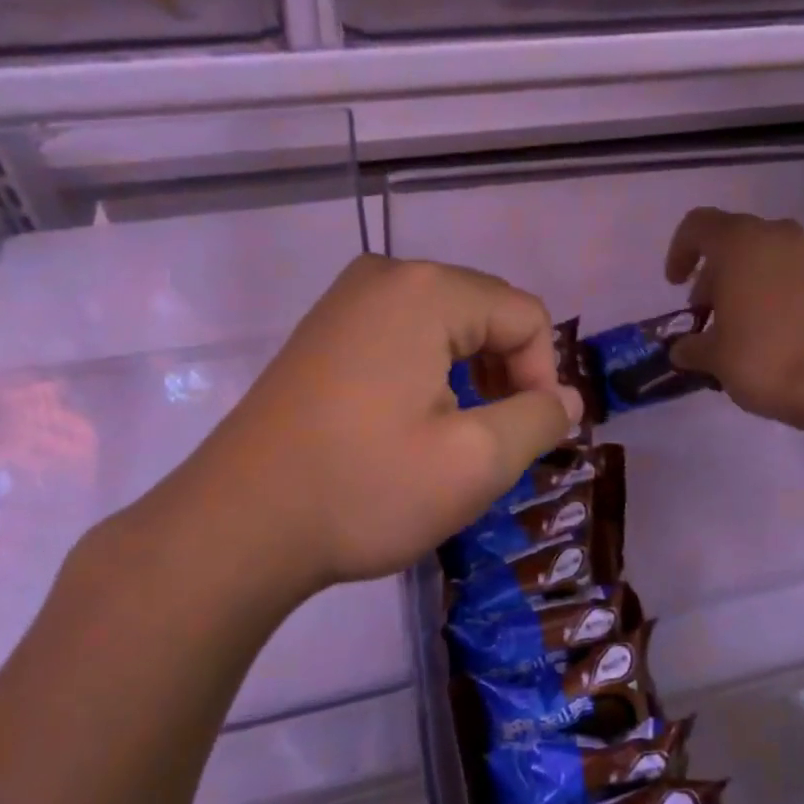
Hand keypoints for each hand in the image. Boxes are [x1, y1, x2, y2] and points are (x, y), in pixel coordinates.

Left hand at [92, 256, 579, 629]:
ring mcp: (346, 301)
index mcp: (427, 290)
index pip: (527, 316)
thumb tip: (567, 400)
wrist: (236, 527)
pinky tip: (413, 426)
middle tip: (493, 443)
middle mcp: (386, 276)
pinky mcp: (324, 332)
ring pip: (448, 327)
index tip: (525, 440)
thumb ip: (539, 420)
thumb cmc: (364, 489)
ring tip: (457, 439)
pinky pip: (405, 337)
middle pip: (488, 313)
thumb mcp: (476, 462)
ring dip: (470, 379)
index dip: (543, 378)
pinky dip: (429, 376)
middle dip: (506, 376)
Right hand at [664, 207, 803, 428]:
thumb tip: (683, 349)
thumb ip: (692, 347)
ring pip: (760, 260)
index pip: (697, 226)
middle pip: (730, 242)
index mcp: (736, 242)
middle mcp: (772, 236)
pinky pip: (785, 278)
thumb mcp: (714, 357)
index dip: (679, 252)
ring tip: (732, 331)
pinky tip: (764, 336)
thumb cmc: (764, 355)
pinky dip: (768, 297)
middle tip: (704, 316)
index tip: (675, 285)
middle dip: (712, 276)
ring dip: (740, 287)